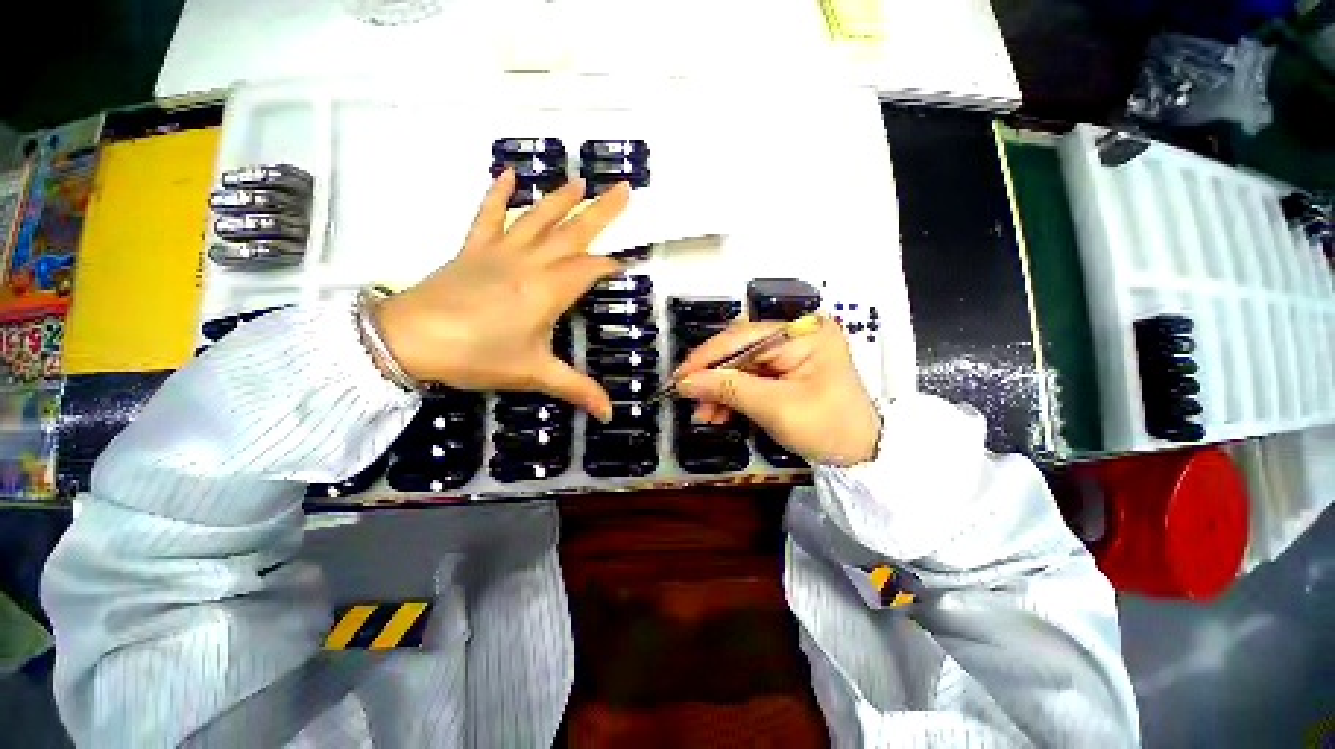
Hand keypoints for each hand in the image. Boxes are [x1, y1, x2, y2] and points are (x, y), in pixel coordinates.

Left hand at [374, 170, 629, 421]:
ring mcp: (499, 251)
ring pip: (537, 217)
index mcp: (549, 289)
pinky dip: (497, 193)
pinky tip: (508, 172)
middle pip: (573, 231)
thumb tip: (610, 415)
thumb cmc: (477, 356)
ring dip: (560, 198)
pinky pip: (487, 215)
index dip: (612, 265)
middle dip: (602, 211)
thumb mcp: (534, 374)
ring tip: (581, 180)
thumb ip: (577, 389)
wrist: (407, 340)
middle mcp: (530, 262)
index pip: (591, 268)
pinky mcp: (473, 249)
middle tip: (624, 189)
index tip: (628, 264)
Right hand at [675, 317, 881, 466]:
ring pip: (740, 366)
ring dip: (719, 390)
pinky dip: (732, 396)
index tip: (680, 376)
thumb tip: (685, 381)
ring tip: (703, 415)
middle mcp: (796, 335)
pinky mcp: (785, 371)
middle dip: (712, 377)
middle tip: (687, 398)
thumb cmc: (828, 427)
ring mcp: (790, 353)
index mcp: (803, 333)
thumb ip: (728, 389)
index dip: (708, 356)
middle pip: (739, 350)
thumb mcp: (775, 408)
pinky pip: (750, 378)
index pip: (743, 336)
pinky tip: (718, 413)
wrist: (862, 455)